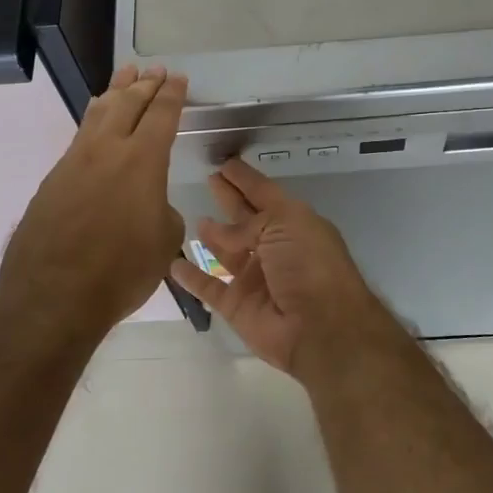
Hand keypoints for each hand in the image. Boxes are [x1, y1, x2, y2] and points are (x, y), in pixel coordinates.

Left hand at [0, 65, 186, 335]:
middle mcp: (107, 149)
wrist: (52, 294)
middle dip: (145, 84)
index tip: (178, 78)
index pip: (161, 114)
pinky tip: (96, 120)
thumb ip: (162, 211)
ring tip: (125, 74)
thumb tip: (149, 204)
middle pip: (128, 103)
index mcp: (142, 160)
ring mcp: (75, 161)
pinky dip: (95, 119)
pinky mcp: (54, 178)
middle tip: (155, 70)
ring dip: (115, 91)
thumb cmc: (120, 270)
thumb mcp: (164, 241)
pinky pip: (80, 135)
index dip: (172, 95)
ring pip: (98, 113)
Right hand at [169, 158, 380, 376]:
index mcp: (293, 224)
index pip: (264, 194)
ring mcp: (255, 278)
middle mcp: (275, 248)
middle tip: (209, 180)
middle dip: (229, 199)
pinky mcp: (237, 305)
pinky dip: (192, 277)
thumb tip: (222, 229)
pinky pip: (209, 287)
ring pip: (228, 252)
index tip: (225, 164)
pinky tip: (173, 263)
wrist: (319, 328)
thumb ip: (250, 221)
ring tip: (194, 218)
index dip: (245, 179)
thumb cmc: (309, 264)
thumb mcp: (285, 224)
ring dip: (213, 236)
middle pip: (246, 219)